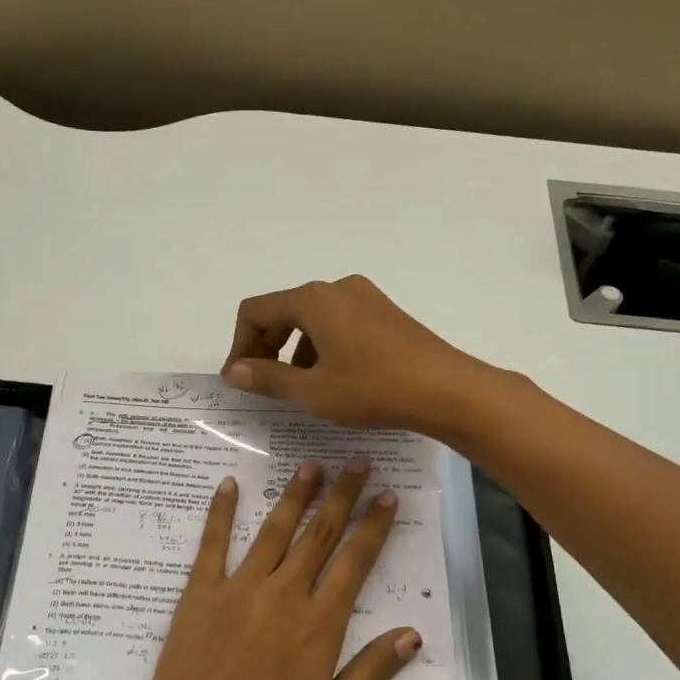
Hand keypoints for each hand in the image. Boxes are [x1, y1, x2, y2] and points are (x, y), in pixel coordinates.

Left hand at [124, 459, 419, 679]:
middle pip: (320, 535)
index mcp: (319, 625)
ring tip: (312, 465)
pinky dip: (222, 512)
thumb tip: (413, 634)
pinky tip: (229, 484)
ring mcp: (238, 589)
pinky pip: (213, 543)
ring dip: (296, 495)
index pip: (355, 563)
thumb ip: (372, 672)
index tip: (388, 495)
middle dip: (343, 496)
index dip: (374, 527)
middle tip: (358, 461)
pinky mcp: (200, 593)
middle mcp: (283, 595)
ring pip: (275, 531)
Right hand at [221, 275, 494, 433]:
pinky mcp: (385, 313)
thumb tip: (233, 371)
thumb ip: (268, 378)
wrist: (446, 390)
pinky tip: (332, 379)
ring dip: (294, 349)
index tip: (240, 380)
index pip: (255, 311)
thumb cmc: (373, 389)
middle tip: (261, 384)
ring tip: (297, 387)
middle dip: (265, 346)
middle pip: (283, 310)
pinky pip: (338, 322)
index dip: (239, 345)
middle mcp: (336, 288)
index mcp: (313, 300)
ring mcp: (364, 297)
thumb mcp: (312, 391)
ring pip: (312, 318)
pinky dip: (322, 346)